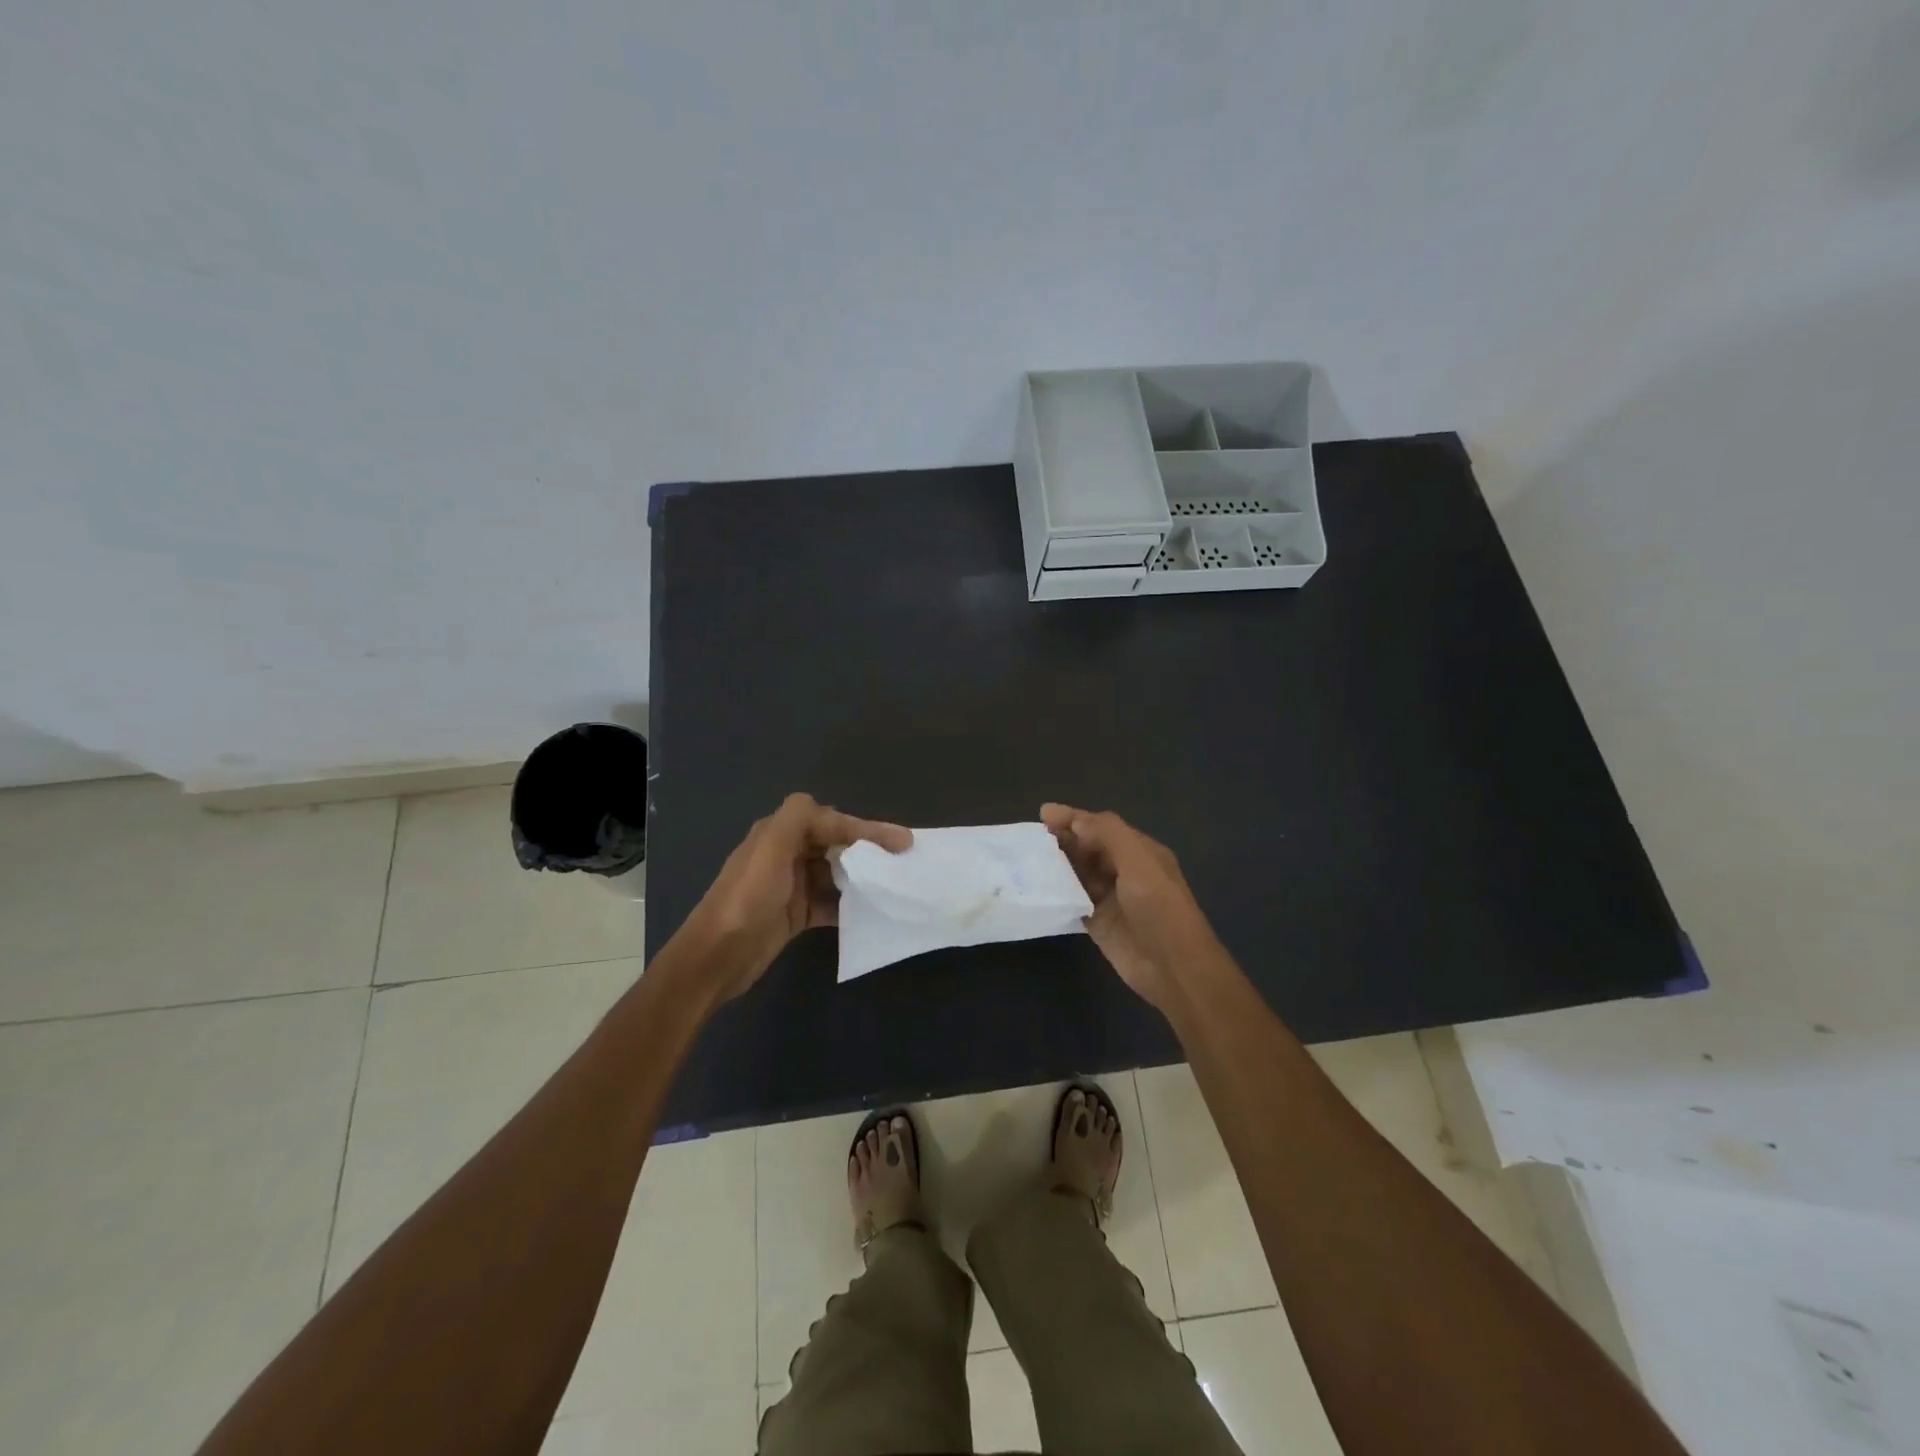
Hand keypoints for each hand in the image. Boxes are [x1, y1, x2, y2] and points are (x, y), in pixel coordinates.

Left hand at [684, 793, 911, 1000]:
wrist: (718, 957)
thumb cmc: (747, 898)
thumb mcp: (770, 848)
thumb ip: (799, 818)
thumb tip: (832, 812)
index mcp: (779, 832)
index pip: (831, 820)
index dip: (866, 827)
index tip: (901, 841)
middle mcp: (786, 853)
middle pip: (835, 843)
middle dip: (868, 848)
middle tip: (901, 860)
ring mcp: (791, 885)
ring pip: (836, 873)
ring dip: (861, 877)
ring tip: (892, 885)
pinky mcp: (796, 914)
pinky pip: (830, 902)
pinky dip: (849, 905)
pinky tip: (869, 911)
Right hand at [1041, 804, 1215, 1012]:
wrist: (1173, 967)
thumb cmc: (1159, 908)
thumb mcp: (1138, 861)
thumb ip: (1108, 835)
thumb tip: (1075, 821)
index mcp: (1139, 852)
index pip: (1102, 826)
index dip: (1074, 818)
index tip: (1044, 814)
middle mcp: (1124, 871)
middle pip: (1088, 848)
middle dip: (1063, 840)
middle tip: (1032, 839)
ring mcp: (1110, 898)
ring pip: (1079, 873)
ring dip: (1058, 865)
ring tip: (1028, 860)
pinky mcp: (1098, 923)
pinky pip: (1073, 901)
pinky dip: (1058, 893)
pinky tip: (1036, 887)